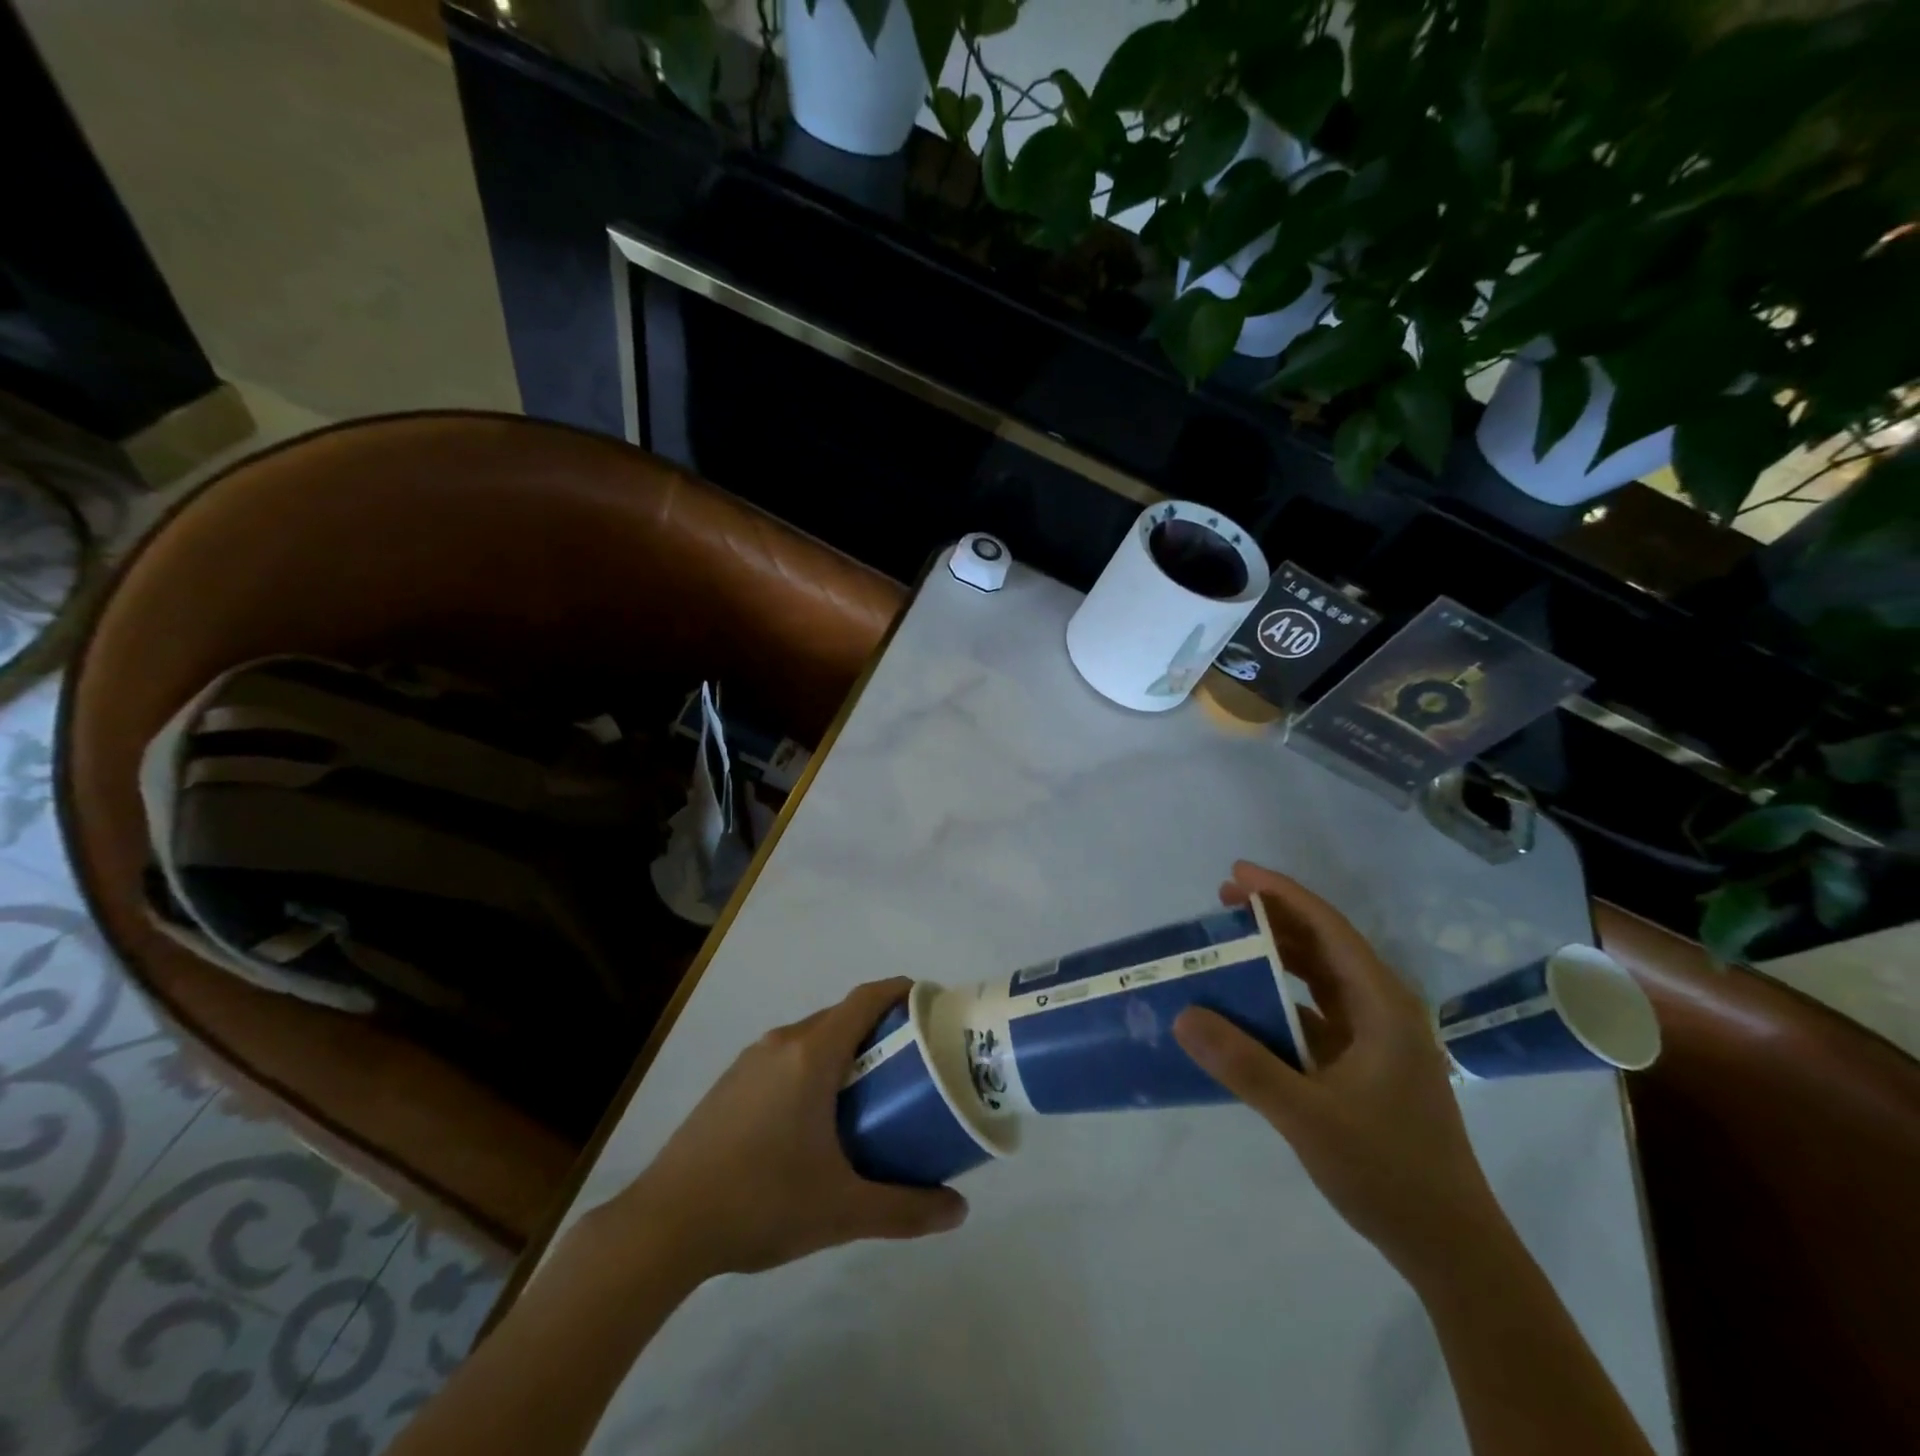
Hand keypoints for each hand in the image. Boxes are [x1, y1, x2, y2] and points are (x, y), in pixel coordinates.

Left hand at [615, 977, 967, 1279]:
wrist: (663, 1225)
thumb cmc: (761, 1202)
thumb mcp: (841, 1211)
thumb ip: (905, 1209)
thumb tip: (959, 1211)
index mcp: (811, 1054)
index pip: (865, 999)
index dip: (900, 991)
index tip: (930, 1004)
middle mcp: (781, 1043)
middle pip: (841, 1016)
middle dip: (880, 1027)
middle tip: (912, 1059)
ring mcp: (750, 1061)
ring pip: (811, 1036)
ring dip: (845, 1049)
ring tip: (871, 1089)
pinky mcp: (730, 1083)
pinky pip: (785, 1056)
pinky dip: (814, 1066)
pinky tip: (816, 1116)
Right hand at [1174, 862, 1502, 1281]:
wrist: (1451, 1249)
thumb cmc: (1389, 1172)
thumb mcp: (1307, 1116)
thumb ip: (1244, 1064)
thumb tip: (1183, 1014)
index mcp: (1383, 1006)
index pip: (1329, 929)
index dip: (1283, 895)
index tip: (1236, 873)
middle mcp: (1383, 1011)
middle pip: (1325, 946)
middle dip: (1276, 918)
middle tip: (1222, 901)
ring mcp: (1377, 1040)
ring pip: (1322, 979)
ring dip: (1279, 956)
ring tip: (1230, 941)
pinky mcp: (1366, 1066)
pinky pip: (1317, 1014)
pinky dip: (1282, 999)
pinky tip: (1248, 1005)